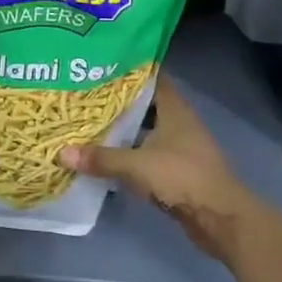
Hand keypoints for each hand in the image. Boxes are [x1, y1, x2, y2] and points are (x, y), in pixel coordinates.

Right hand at [59, 77, 263, 261]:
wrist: (219, 217)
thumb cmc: (182, 177)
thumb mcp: (136, 165)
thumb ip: (101, 158)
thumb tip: (62, 153)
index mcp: (174, 109)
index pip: (153, 77)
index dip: (131, 69)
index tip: (103, 64)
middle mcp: (179, 122)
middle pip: (147, 104)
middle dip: (120, 101)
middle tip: (87, 94)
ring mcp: (181, 146)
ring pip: (147, 130)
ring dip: (125, 129)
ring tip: (91, 123)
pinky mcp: (178, 170)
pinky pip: (149, 154)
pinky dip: (131, 153)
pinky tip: (108, 155)